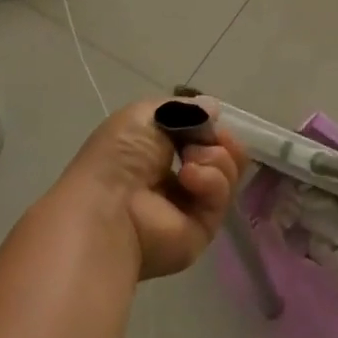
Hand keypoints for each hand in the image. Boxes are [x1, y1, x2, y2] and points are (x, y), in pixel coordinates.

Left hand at [56, 98, 248, 279]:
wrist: (110, 207)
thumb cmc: (119, 157)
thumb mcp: (144, 115)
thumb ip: (183, 109)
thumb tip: (213, 109)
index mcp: (157, 154)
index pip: (199, 137)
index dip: (209, 125)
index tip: (210, 118)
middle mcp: (177, 179)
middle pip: (221, 154)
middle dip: (221, 140)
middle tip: (212, 138)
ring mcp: (191, 205)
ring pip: (227, 173)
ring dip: (215, 157)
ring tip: (190, 161)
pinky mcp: (203, 228)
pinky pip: (222, 196)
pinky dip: (211, 180)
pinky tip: (189, 178)